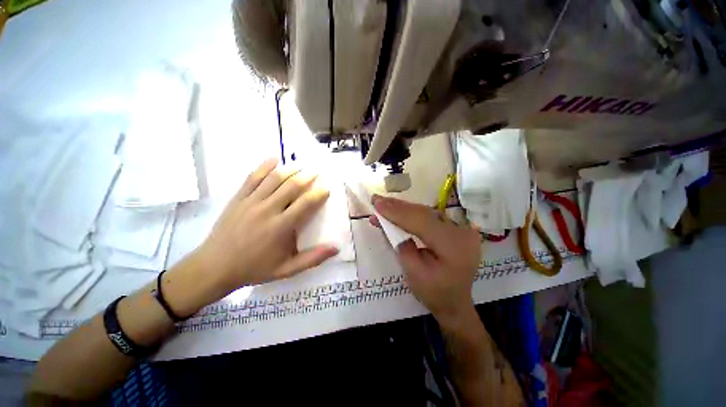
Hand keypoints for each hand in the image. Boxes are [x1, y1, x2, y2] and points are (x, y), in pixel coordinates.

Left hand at [193, 158, 337, 292]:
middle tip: (316, 173)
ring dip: (289, 170)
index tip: (326, 189)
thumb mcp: (287, 270)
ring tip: (300, 166)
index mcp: (281, 227)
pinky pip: (252, 178)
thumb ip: (312, 259)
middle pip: (291, 186)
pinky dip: (264, 166)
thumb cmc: (254, 268)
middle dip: (306, 177)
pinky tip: (274, 159)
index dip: (318, 194)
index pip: (305, 203)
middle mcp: (267, 210)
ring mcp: (251, 202)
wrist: (215, 267)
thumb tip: (336, 249)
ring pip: (273, 179)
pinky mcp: (238, 198)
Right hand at [370, 195, 480, 326]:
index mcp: (454, 247)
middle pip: (425, 213)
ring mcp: (463, 229)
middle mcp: (462, 233)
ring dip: (404, 208)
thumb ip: (400, 245)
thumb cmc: (433, 293)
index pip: (421, 222)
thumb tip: (385, 222)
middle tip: (376, 199)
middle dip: (398, 206)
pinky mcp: (458, 228)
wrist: (455, 302)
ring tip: (383, 204)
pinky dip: (413, 213)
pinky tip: (399, 210)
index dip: (397, 212)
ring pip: (427, 212)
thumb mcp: (412, 272)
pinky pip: (432, 217)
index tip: (376, 203)